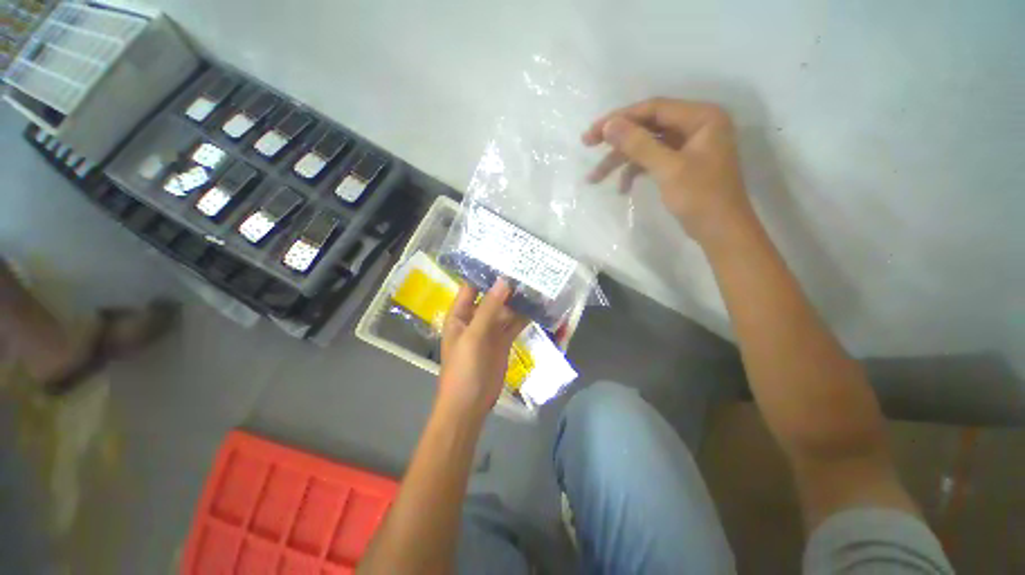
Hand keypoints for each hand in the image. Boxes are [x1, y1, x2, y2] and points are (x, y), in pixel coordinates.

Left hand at [438, 279, 527, 421]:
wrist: (470, 405)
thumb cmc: (464, 369)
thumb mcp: (474, 336)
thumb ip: (488, 308)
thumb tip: (503, 281)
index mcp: (460, 314)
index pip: (471, 286)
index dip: (486, 272)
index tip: (504, 258)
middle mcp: (475, 318)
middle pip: (492, 296)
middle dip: (508, 285)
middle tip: (528, 269)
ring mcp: (490, 330)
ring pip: (505, 309)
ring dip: (519, 300)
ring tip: (537, 284)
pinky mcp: (503, 340)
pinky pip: (514, 324)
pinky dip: (525, 316)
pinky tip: (538, 307)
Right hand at [583, 98, 751, 245]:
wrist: (720, 232)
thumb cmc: (701, 198)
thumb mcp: (668, 169)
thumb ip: (639, 144)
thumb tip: (609, 125)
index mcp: (702, 117)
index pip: (654, 108)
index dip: (620, 118)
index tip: (592, 132)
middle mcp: (695, 125)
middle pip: (648, 125)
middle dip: (617, 140)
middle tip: (587, 144)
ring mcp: (688, 146)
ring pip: (646, 145)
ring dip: (621, 161)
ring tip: (594, 178)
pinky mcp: (680, 164)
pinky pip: (652, 160)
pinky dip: (635, 172)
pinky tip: (621, 188)